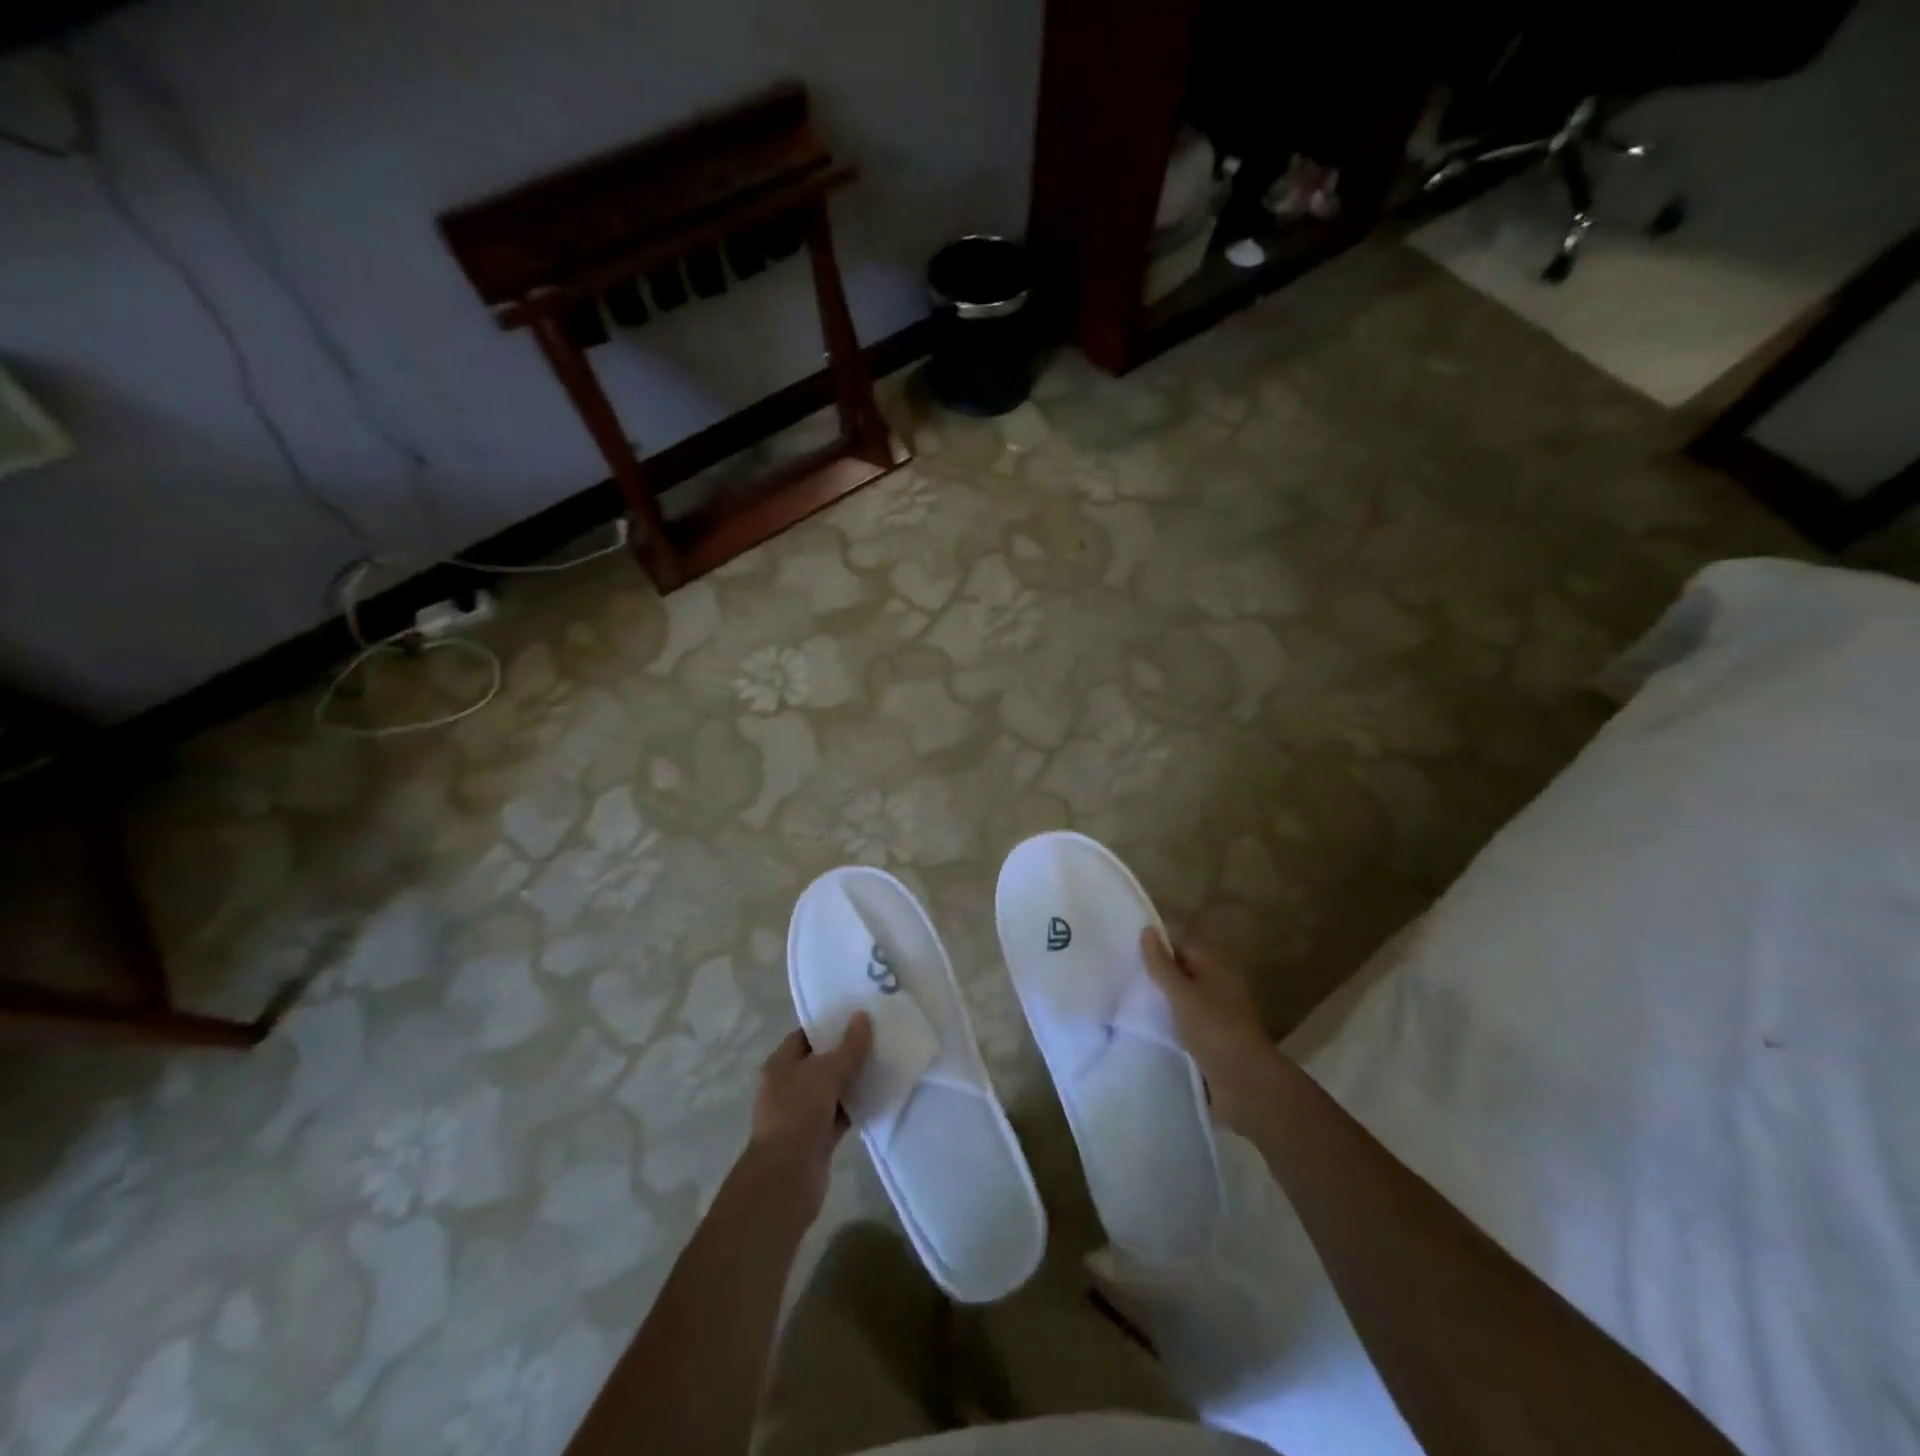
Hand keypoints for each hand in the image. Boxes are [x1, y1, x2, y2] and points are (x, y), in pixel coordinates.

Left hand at [745, 1014, 873, 1219]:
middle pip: (821, 1061)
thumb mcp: (825, 1073)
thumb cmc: (798, 1115)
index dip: (829, 1023)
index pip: (805, 1035)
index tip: (858, 1014)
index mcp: (780, 1065)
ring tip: (885, 1059)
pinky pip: (841, 1113)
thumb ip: (848, 1047)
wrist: (786, 1179)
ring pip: (833, 1088)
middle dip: (846, 1051)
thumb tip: (862, 1016)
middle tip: (878, 1035)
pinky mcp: (818, 1137)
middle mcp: (788, 1086)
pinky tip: (880, 1093)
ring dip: (854, 1079)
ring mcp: (803, 1113)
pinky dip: (856, 1105)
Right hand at [1141, 929, 1279, 1133]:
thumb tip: (1147, 929)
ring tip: (1131, 1010)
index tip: (1131, 959)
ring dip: (1165, 1008)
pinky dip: (1173, 1031)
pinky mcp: (1215, 1047)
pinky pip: (1189, 1031)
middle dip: (1160, 981)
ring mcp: (1219, 1020)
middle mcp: (1220, 991)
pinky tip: (1151, 1035)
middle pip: (1185, 978)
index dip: (1160, 952)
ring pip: (1186, 1006)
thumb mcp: (1182, 993)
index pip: (1184, 950)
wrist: (1245, 1082)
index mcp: (1216, 971)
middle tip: (1126, 984)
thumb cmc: (1214, 1028)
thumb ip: (1162, 965)